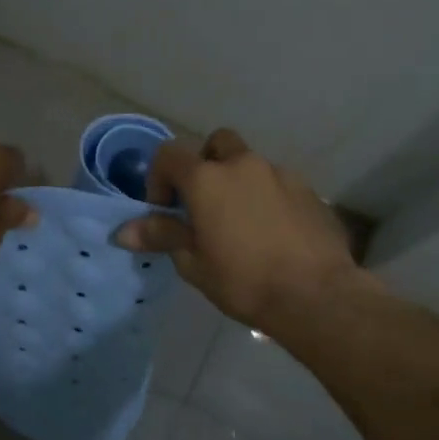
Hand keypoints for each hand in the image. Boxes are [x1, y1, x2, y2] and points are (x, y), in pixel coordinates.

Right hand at [114, 128, 373, 326]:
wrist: (317, 295)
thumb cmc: (244, 280)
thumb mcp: (193, 263)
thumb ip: (161, 236)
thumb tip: (122, 231)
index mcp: (207, 178)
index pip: (170, 154)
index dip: (159, 177)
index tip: (165, 210)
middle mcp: (243, 165)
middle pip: (216, 144)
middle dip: (205, 165)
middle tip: (204, 203)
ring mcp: (280, 174)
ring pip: (250, 164)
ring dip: (238, 182)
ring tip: (240, 223)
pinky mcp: (308, 191)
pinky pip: (277, 184)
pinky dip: (267, 198)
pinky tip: (272, 233)